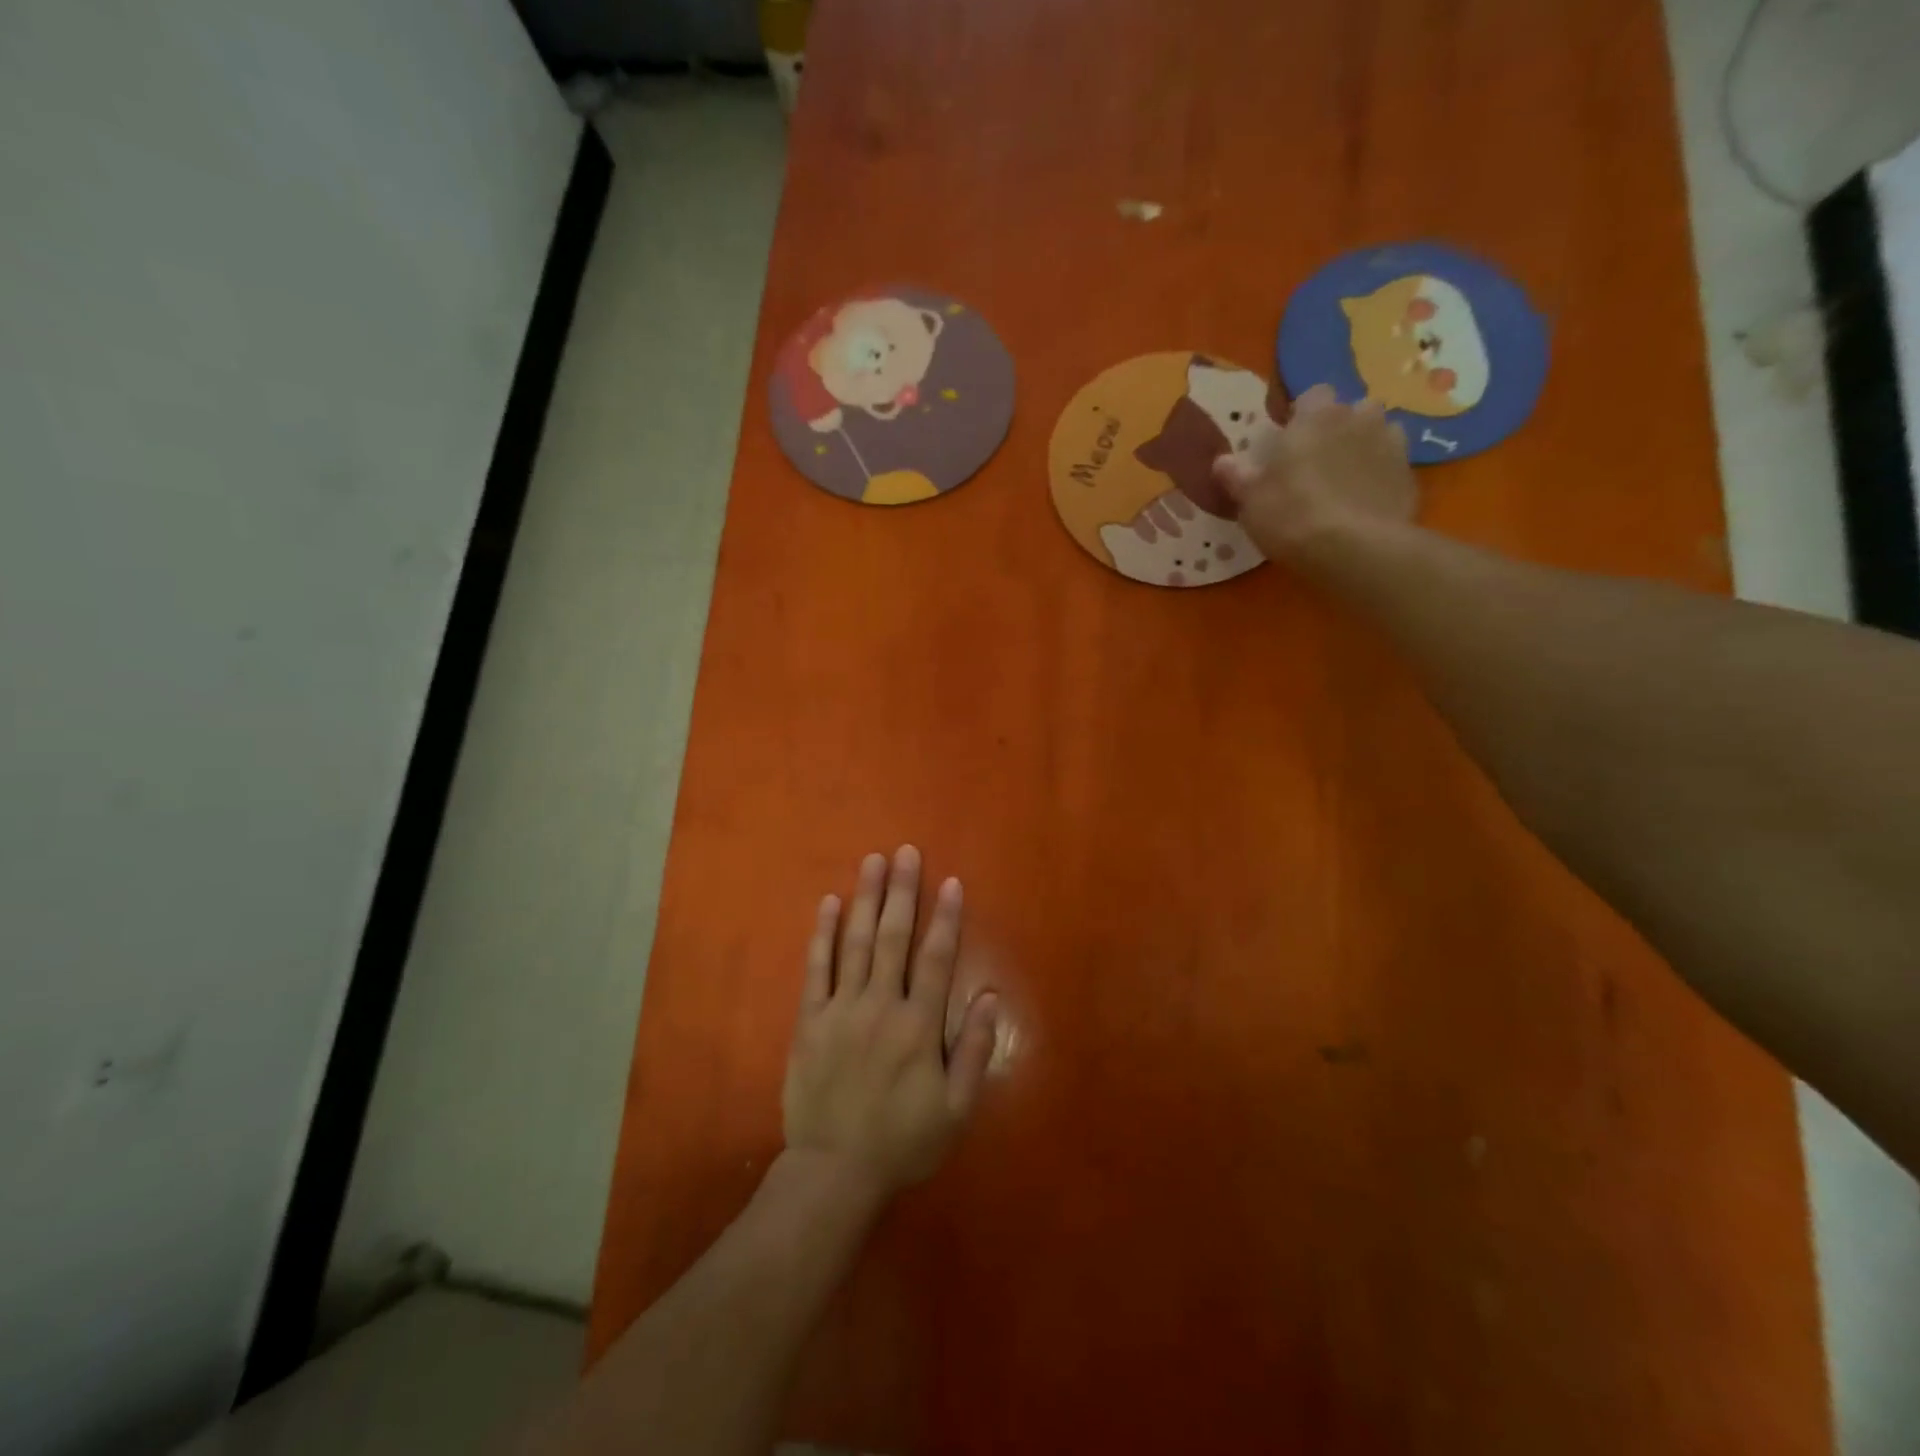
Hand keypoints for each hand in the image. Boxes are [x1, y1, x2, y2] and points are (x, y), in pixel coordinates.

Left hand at [783, 846, 1000, 1200]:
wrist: (833, 1171)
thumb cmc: (902, 1141)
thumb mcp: (955, 1109)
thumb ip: (972, 1050)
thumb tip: (989, 996)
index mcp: (918, 1026)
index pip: (936, 959)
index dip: (946, 918)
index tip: (951, 882)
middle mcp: (881, 1005)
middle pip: (893, 937)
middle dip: (902, 891)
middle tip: (906, 852)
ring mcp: (841, 1009)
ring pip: (856, 943)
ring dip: (866, 899)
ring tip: (873, 862)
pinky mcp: (810, 1020)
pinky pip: (816, 968)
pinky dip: (823, 934)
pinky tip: (829, 903)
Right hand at [1213, 384, 1417, 560]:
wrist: (1354, 549)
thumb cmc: (1291, 516)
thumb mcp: (1250, 500)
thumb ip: (1237, 476)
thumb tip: (1221, 461)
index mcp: (1316, 416)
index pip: (1313, 395)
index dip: (1303, 415)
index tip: (1290, 441)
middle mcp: (1358, 418)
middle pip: (1352, 410)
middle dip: (1339, 428)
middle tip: (1318, 462)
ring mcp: (1391, 444)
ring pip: (1379, 432)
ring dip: (1365, 447)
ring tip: (1346, 479)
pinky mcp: (1410, 476)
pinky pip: (1393, 466)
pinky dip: (1381, 476)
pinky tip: (1366, 501)